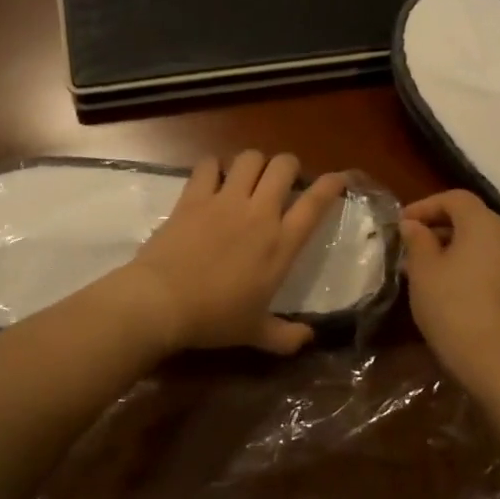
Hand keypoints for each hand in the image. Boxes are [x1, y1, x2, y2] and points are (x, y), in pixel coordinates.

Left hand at [118, 151, 348, 355]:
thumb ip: (286, 337)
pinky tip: (213, 177)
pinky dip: (214, 166)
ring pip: (250, 158)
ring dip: (255, 162)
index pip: (315, 204)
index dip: (331, 185)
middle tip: (283, 180)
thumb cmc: (214, 319)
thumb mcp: (255, 334)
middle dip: (289, 166)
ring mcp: (225, 201)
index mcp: (281, 244)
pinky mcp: (194, 197)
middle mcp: (259, 214)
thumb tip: (309, 339)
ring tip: (250, 175)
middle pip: (284, 167)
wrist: (162, 302)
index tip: (337, 178)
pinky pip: (208, 165)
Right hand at [400, 190, 499, 381]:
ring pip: (481, 241)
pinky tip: (446, 284)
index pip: (455, 199)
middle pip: (471, 218)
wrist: (492, 358)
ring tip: (422, 266)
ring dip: (452, 246)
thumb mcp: (423, 269)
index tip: (401, 224)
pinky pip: (491, 261)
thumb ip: (417, 240)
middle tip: (409, 245)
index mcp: (485, 224)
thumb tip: (413, 225)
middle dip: (437, 226)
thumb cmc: (451, 304)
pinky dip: (468, 262)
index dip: (425, 206)